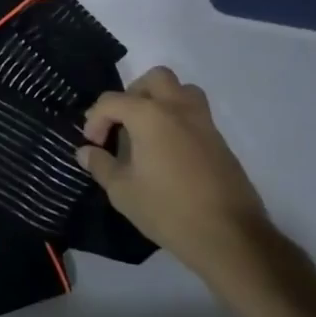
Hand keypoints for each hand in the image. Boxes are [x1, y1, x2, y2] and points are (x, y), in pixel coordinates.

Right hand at [78, 67, 274, 289]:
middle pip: (154, 79)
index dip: (95, 119)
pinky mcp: (220, 141)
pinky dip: (179, 121)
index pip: (112, 101)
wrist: (229, 237)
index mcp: (149, 115)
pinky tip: (170, 153)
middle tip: (123, 124)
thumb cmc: (168, 210)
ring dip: (162, 100)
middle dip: (133, 94)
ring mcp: (204, 122)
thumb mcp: (123, 192)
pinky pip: (196, 114)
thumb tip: (86, 151)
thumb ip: (101, 165)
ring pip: (182, 90)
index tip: (93, 145)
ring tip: (149, 130)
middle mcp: (177, 108)